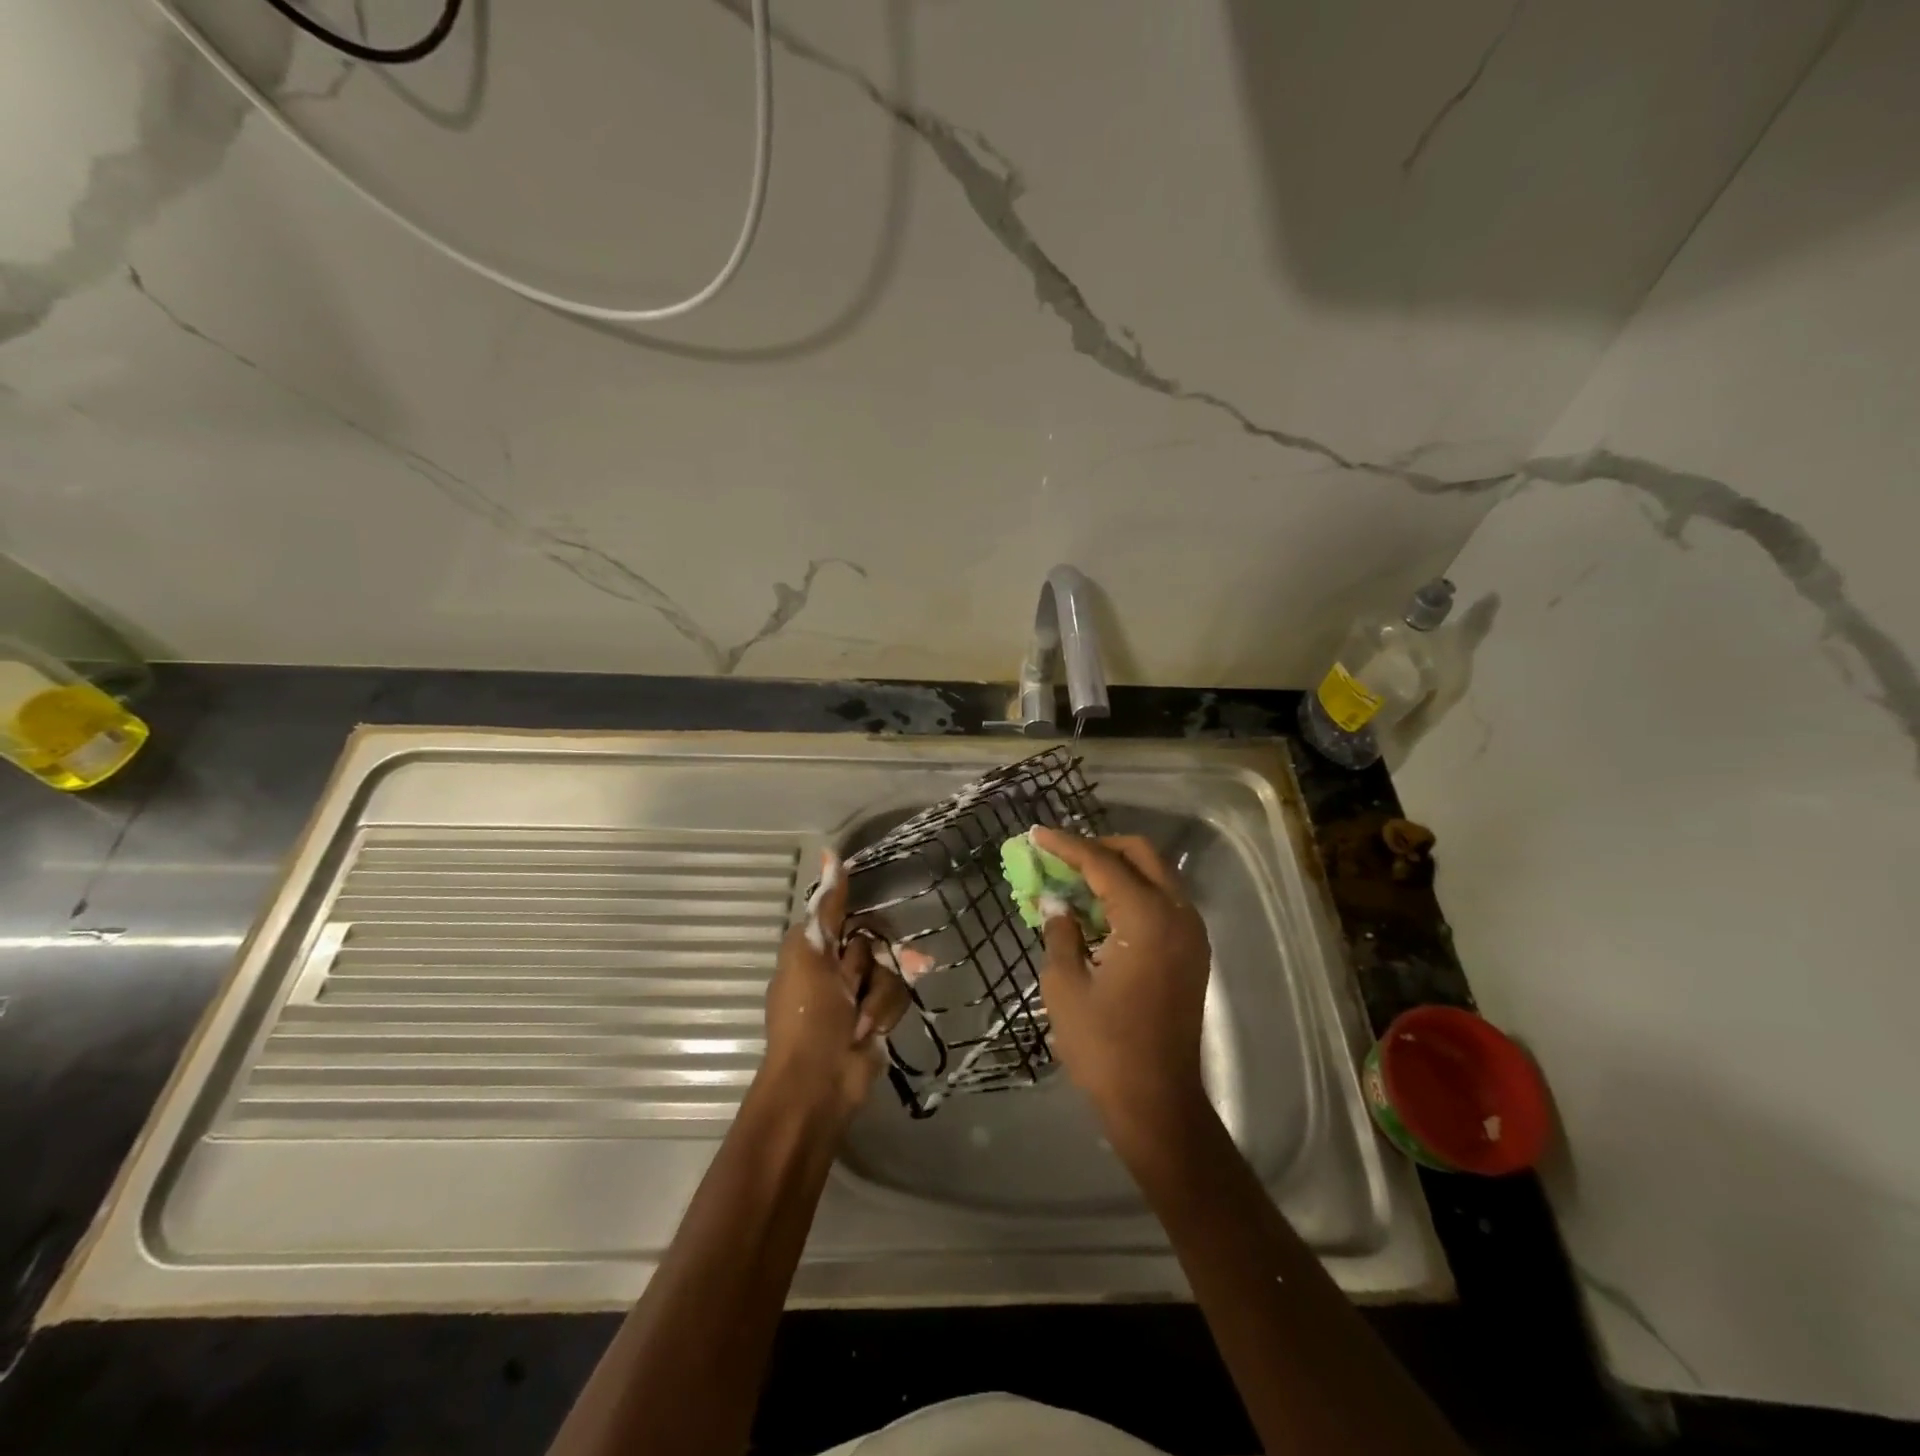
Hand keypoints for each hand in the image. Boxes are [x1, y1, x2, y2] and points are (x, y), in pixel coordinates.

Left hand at [761, 850, 909, 1122]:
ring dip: (878, 994)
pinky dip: (885, 1012)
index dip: (860, 915)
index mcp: (813, 946)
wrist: (819, 1081)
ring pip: (891, 968)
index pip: (845, 913)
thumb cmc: (807, 1014)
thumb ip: (828, 906)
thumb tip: (829, 852)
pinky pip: (898, 995)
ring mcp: (860, 991)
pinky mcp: (879, 1014)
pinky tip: (872, 1029)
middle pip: (876, 940)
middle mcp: (837, 964)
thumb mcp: (811, 952)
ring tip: (861, 1019)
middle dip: (874, 961)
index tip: (874, 912)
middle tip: (855, 982)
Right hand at [1031, 827, 1212, 1155]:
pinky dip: (1132, 895)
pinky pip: (1162, 903)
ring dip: (1117, 871)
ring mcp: (1191, 934)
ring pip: (1155, 876)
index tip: (1036, 834)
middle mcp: (1178, 914)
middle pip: (1140, 855)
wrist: (1157, 1103)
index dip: (1066, 845)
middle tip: (1060, 856)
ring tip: (1074, 882)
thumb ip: (1060, 932)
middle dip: (1098, 847)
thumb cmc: (1104, 1046)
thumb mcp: (1064, 985)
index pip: (1102, 862)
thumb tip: (1057, 904)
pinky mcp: (1192, 954)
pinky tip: (1100, 912)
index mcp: (1147, 917)